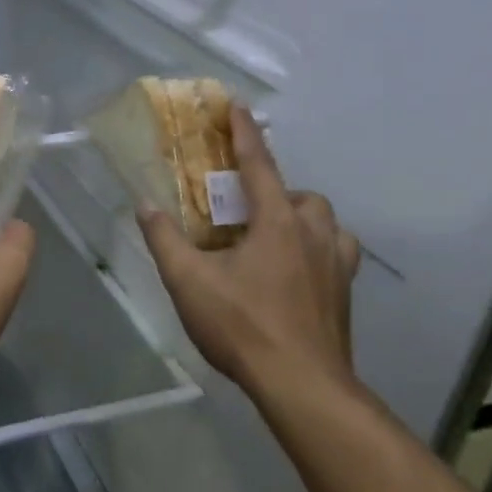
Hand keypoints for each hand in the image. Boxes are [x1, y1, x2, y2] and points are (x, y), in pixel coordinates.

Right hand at [138, 106, 360, 400]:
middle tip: (246, 211)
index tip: (238, 106)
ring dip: (301, 218)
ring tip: (274, 237)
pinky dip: (319, 249)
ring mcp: (337, 265)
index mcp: (277, 222)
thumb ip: (165, 239)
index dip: (245, 134)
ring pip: (326, 222)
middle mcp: (313, 234)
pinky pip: (338, 253)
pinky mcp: (346, 293)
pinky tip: (299, 270)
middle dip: (276, 191)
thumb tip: (145, 205)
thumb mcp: (188, 281)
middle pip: (301, 195)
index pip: (259, 165)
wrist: (302, 385)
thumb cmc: (243, 325)